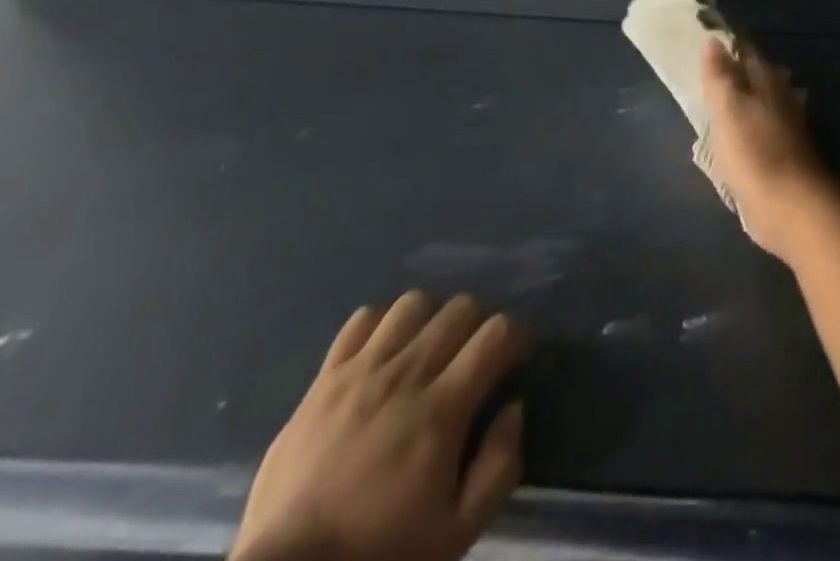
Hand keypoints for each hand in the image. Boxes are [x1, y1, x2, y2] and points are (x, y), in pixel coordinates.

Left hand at [232, 293, 526, 560]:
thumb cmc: (378, 555)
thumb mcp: (457, 532)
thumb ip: (500, 466)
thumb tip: (513, 408)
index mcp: (443, 408)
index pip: (497, 332)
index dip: (516, 337)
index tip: (515, 359)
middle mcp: (407, 374)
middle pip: (461, 308)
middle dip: (477, 325)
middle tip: (471, 359)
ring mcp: (361, 373)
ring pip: (414, 304)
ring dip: (429, 321)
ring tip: (425, 352)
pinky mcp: (323, 381)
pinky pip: (360, 321)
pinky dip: (380, 327)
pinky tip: (382, 355)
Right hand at [701, 39, 836, 261]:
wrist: (791, 206)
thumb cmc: (754, 153)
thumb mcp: (728, 110)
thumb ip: (720, 76)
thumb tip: (713, 40)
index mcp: (768, 80)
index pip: (747, 53)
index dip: (727, 49)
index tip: (706, 47)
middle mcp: (782, 96)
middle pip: (756, 78)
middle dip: (736, 75)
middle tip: (708, 77)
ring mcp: (788, 126)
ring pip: (762, 103)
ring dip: (744, 102)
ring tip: (718, 106)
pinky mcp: (787, 154)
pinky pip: (763, 130)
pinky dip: (749, 129)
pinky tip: (737, 138)